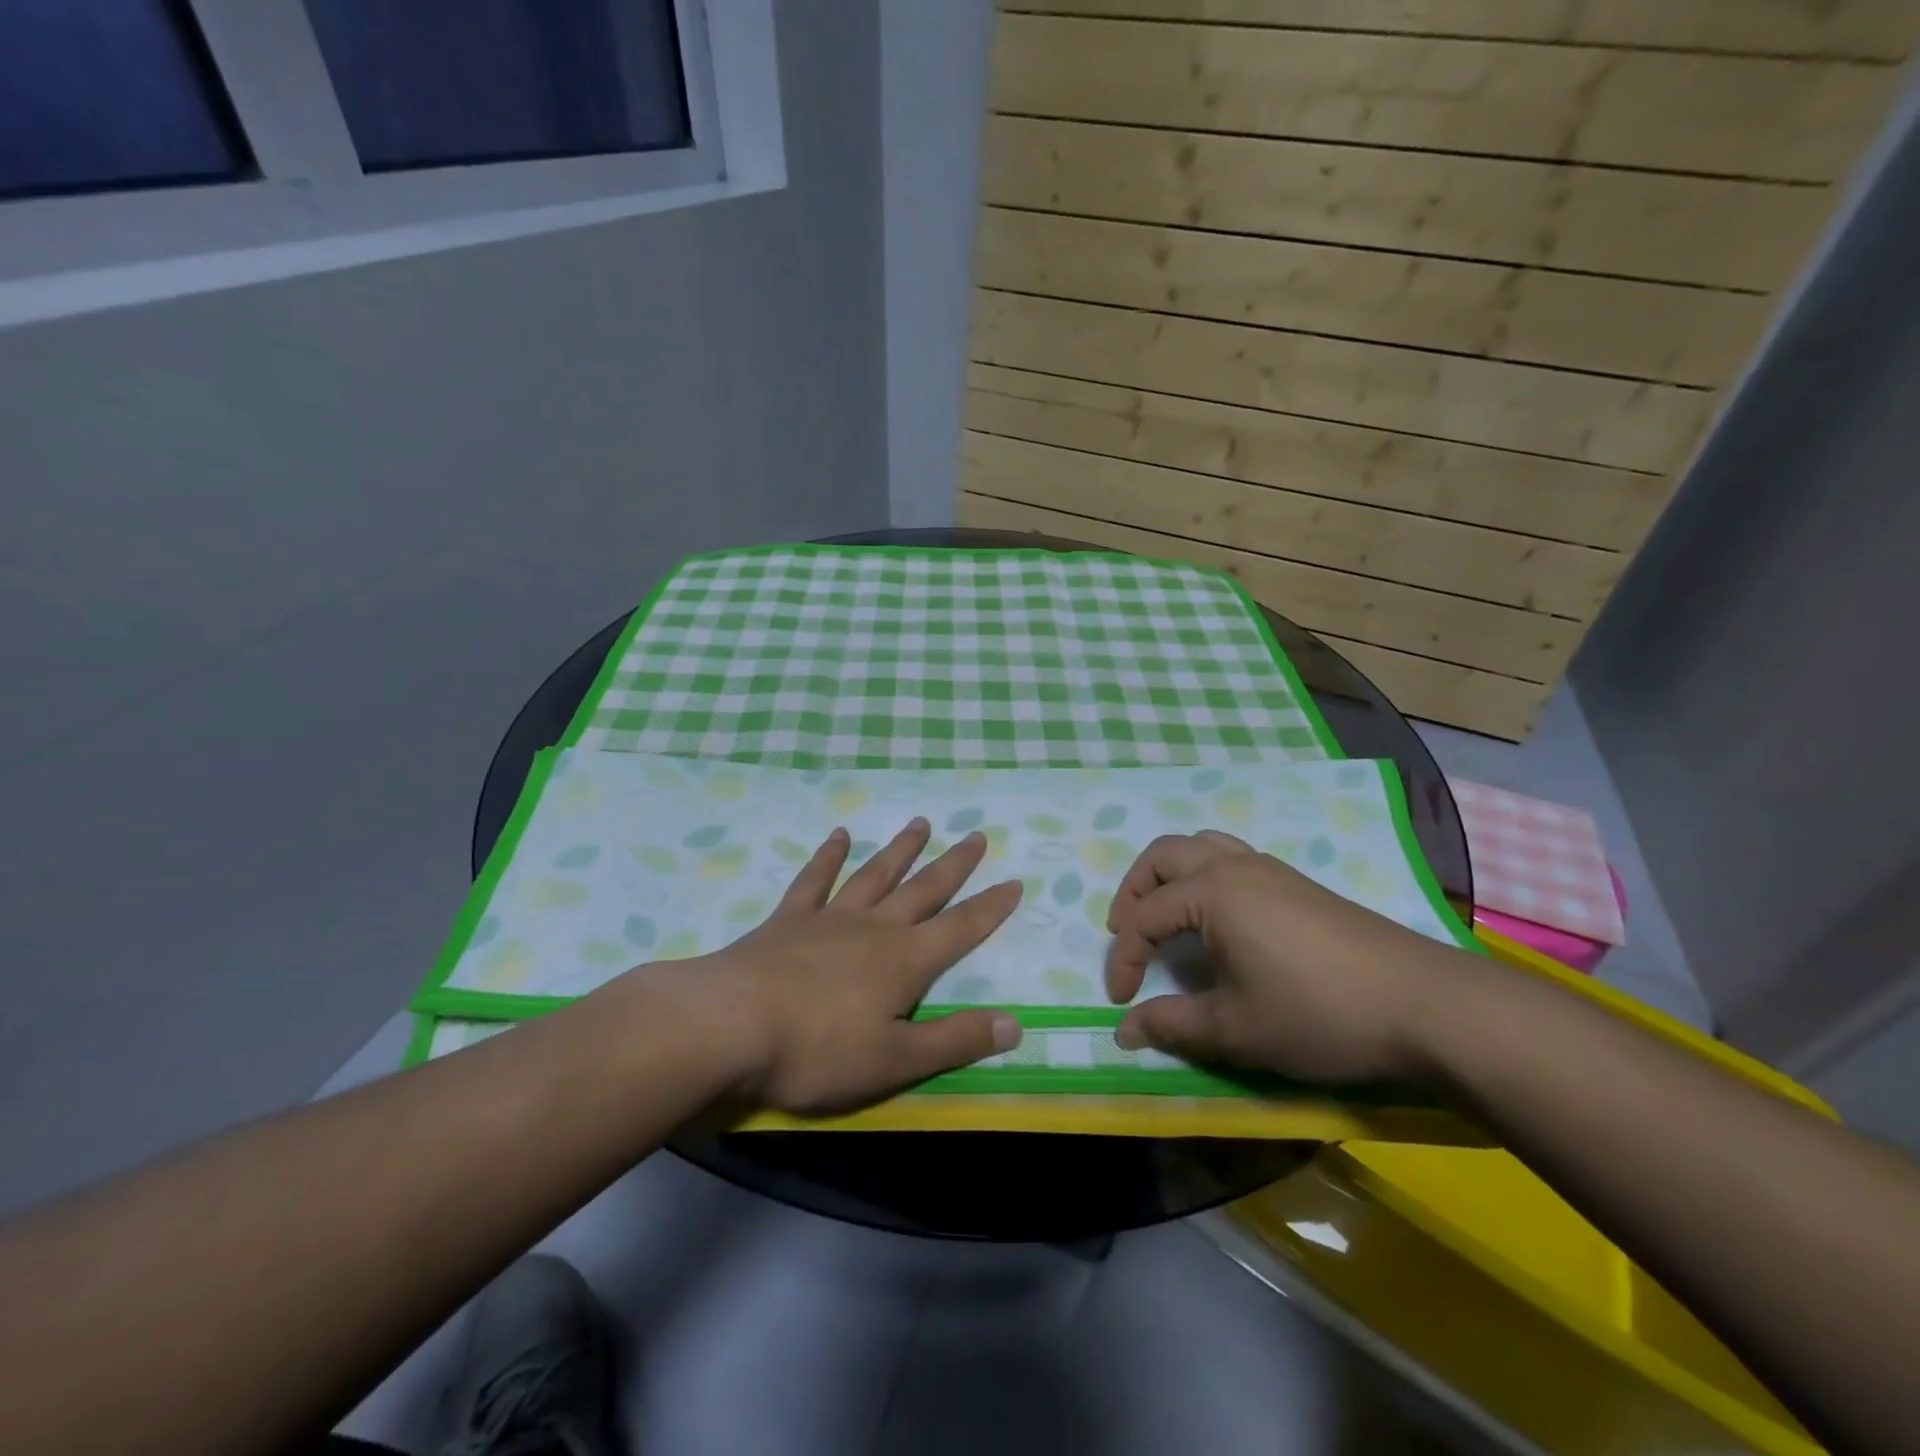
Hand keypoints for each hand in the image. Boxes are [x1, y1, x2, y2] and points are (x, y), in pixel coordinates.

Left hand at [659, 819, 1023, 1114]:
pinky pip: (815, 880)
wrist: (729, 1025)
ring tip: (921, 823)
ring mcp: (830, 918)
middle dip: (953, 865)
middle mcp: (875, 928)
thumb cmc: (817, 1050)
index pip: (961, 928)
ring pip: (875, 874)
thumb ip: (955, 1040)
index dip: (991, 907)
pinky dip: (828, 857)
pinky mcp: (789, 920)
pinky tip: (838, 835)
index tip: (1015, 880)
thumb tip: (1015, 1024)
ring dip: (900, 849)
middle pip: (924, 889)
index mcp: (905, 960)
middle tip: (976, 835)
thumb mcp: (895, 1059)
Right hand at [1104, 831, 1475, 1084]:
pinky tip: (1219, 918)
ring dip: (1169, 875)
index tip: (1120, 1001)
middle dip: (1133, 892)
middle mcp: (1235, 866)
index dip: (1124, 959)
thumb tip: (1123, 1032)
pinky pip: (1232, 857)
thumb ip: (1173, 1025)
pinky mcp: (1298, 883)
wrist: (1425, 1006)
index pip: (1145, 918)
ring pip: (1201, 846)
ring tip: (1164, 915)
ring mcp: (1271, 869)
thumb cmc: (1319, 1014)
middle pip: (1163, 856)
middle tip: (1126, 933)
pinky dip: (1205, 875)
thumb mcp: (1237, 1029)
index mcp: (1212, 893)